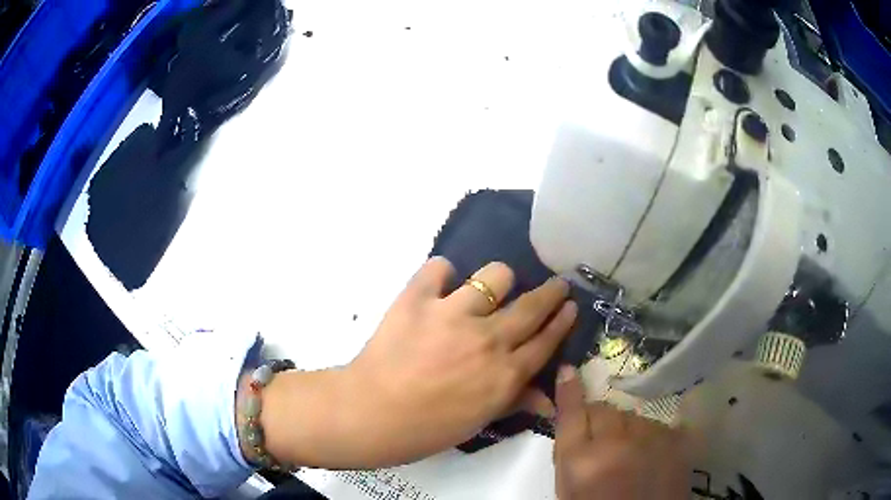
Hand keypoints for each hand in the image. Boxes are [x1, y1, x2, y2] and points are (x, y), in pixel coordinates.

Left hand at [258, 257, 576, 468]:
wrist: (370, 414)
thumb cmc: (426, 428)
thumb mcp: (477, 421)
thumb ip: (515, 402)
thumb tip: (548, 400)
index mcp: (504, 374)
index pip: (545, 340)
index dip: (562, 320)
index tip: (570, 305)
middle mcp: (488, 339)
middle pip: (533, 305)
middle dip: (551, 291)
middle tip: (556, 284)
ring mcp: (453, 314)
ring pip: (495, 276)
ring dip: (496, 282)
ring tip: (486, 290)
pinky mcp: (418, 299)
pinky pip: (439, 268)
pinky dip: (441, 275)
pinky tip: (438, 288)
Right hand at [553, 366, 690, 499]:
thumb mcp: (569, 489)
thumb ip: (568, 452)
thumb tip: (568, 415)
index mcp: (582, 462)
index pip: (572, 414)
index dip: (569, 391)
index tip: (568, 370)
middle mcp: (617, 444)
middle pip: (603, 409)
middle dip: (598, 418)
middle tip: (600, 440)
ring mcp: (652, 439)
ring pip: (632, 415)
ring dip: (626, 428)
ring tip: (628, 453)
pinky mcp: (677, 440)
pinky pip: (656, 423)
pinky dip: (649, 434)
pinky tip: (650, 453)